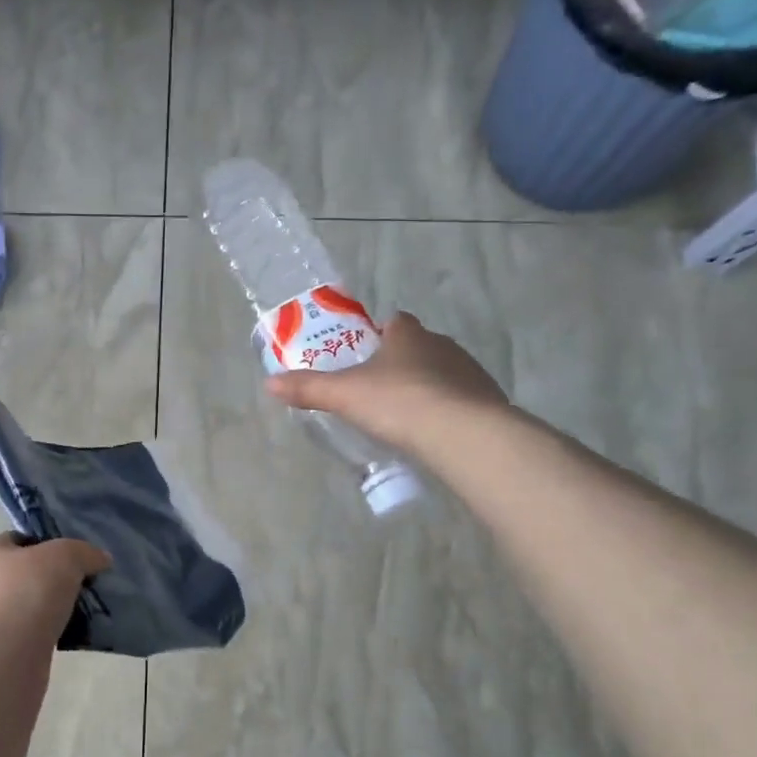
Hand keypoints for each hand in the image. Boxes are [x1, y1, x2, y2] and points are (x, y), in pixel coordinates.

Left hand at [0, 533, 111, 653]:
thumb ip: (85, 552)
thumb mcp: (65, 557)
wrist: (4, 661)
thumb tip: (100, 559)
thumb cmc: (28, 595)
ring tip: (80, 612)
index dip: (49, 543)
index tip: (76, 558)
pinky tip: (67, 636)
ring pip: (26, 605)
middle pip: (24, 573)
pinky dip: (46, 633)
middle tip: (82, 585)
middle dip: (52, 579)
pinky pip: (27, 633)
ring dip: (50, 609)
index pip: (20, 539)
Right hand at [265, 312, 507, 455]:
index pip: (394, 322)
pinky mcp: (487, 399)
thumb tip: (269, 383)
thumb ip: (308, 388)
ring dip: (427, 388)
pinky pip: (462, 400)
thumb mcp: (344, 396)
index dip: (378, 336)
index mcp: (407, 334)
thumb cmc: (398, 402)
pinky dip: (448, 410)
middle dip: (400, 365)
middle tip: (378, 393)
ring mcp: (469, 371)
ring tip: (406, 417)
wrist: (462, 433)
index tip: (364, 357)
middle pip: (417, 348)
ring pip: (442, 373)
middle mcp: (442, 344)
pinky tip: (434, 433)